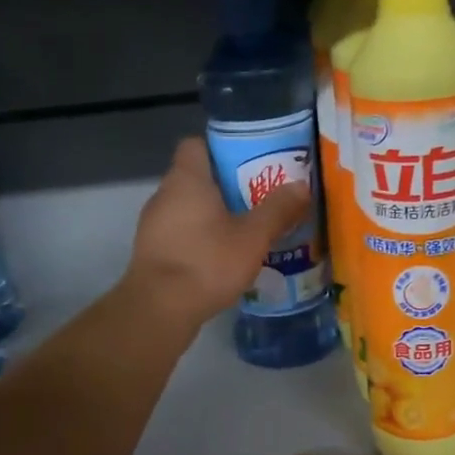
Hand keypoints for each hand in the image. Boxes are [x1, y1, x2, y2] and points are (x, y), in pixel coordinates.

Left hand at [125, 138, 311, 326]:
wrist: (160, 309)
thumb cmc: (207, 262)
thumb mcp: (253, 237)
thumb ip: (277, 209)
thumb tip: (301, 185)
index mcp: (186, 179)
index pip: (197, 144)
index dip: (223, 149)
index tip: (250, 164)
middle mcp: (164, 194)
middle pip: (197, 178)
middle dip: (227, 187)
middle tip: (259, 200)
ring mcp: (153, 224)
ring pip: (188, 208)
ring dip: (213, 216)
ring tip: (246, 231)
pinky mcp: (152, 252)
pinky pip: (180, 234)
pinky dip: (200, 240)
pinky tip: (221, 258)